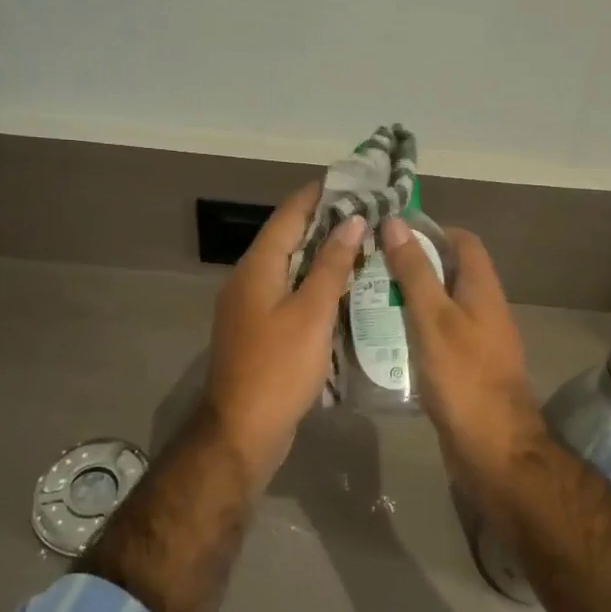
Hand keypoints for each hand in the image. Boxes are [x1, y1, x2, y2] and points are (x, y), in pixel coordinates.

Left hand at [202, 184, 365, 479]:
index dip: (318, 195)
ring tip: (362, 245)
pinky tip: (343, 291)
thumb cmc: (280, 367)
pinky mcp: (259, 331)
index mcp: (257, 267)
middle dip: (325, 224)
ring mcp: (251, 307)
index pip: (289, 215)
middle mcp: (249, 279)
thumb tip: (352, 221)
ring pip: (290, 268)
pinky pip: (289, 295)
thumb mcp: (312, 313)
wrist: (243, 430)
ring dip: (322, 256)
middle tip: (367, 214)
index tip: (351, 181)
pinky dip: (315, 285)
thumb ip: (331, 265)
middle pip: (288, 239)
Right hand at [380, 218, 544, 475]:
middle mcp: (482, 309)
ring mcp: (473, 340)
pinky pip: (435, 336)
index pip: (462, 241)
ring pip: (438, 306)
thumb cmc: (464, 377)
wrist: (493, 449)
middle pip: (448, 272)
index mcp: (482, 289)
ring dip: (408, 299)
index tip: (390, 233)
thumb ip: (415, 272)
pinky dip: (412, 330)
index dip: (430, 230)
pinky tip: (382, 338)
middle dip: (411, 265)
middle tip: (368, 266)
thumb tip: (396, 222)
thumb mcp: (434, 318)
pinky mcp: (462, 368)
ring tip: (365, 297)